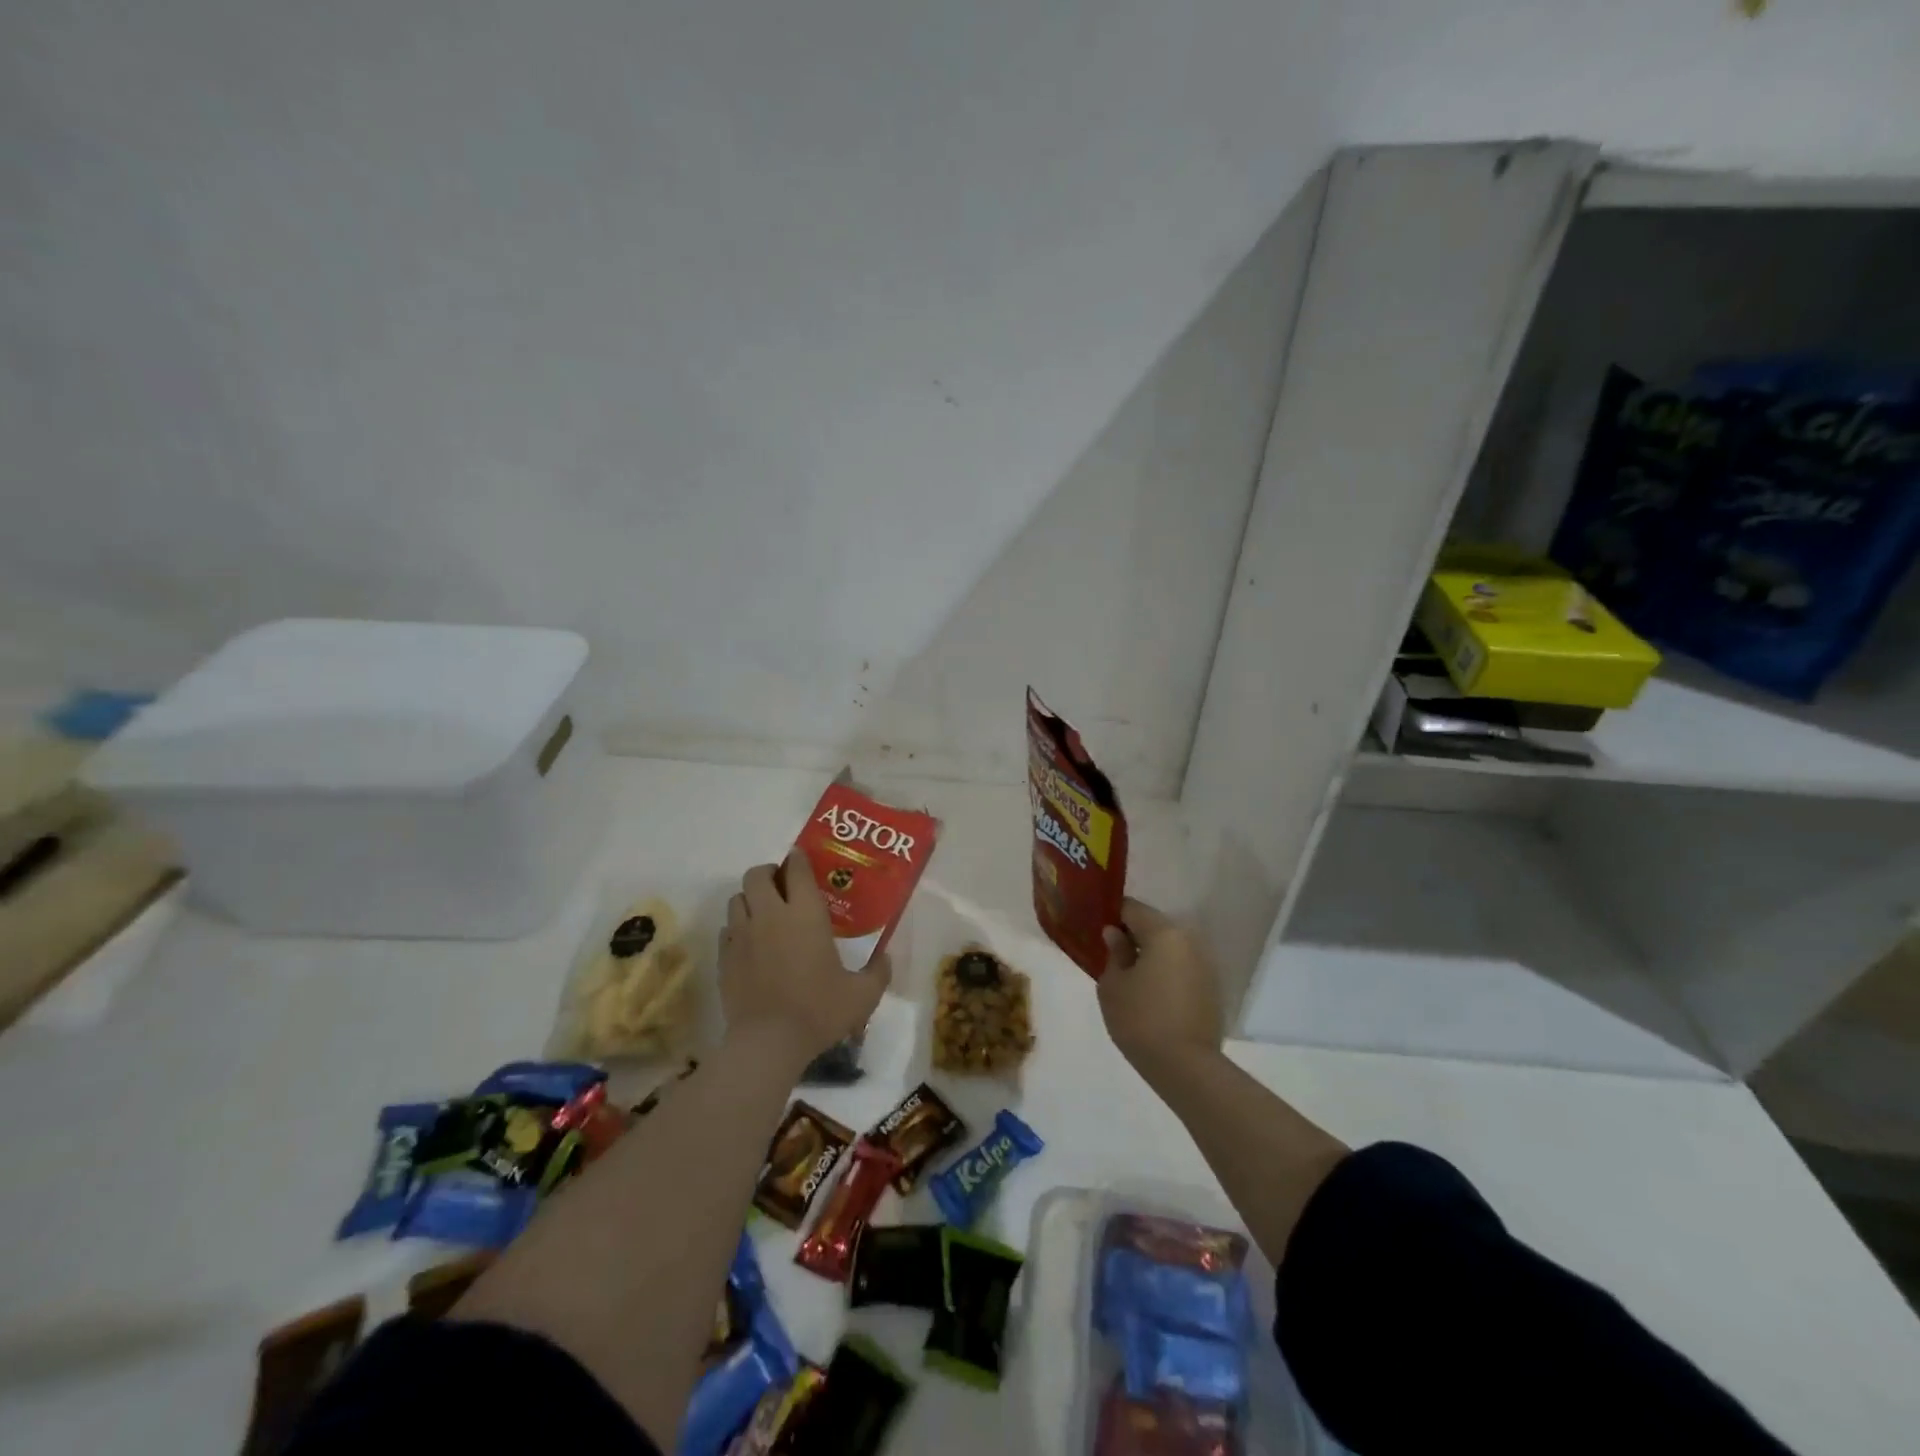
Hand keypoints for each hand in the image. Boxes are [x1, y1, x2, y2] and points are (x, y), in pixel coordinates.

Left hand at [719, 850, 890, 1066]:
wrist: (768, 1043)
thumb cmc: (818, 1010)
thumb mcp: (862, 995)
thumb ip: (878, 972)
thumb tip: (885, 958)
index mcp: (805, 914)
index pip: (797, 869)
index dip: (798, 859)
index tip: (802, 860)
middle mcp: (770, 915)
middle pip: (757, 874)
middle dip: (768, 873)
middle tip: (782, 886)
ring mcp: (742, 935)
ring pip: (737, 898)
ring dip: (750, 899)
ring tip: (764, 913)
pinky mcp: (724, 957)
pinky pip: (727, 929)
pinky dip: (737, 928)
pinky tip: (750, 944)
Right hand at [1098, 898, 1222, 1071]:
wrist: (1186, 1068)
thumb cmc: (1141, 1019)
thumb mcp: (1112, 985)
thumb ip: (1113, 953)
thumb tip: (1115, 935)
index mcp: (1164, 933)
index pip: (1132, 908)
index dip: (1111, 915)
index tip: (1097, 930)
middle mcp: (1189, 941)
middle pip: (1154, 927)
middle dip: (1132, 937)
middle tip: (1109, 955)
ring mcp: (1204, 966)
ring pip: (1169, 950)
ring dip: (1150, 957)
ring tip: (1129, 978)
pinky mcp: (1211, 990)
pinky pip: (1181, 970)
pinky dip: (1165, 975)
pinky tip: (1151, 996)